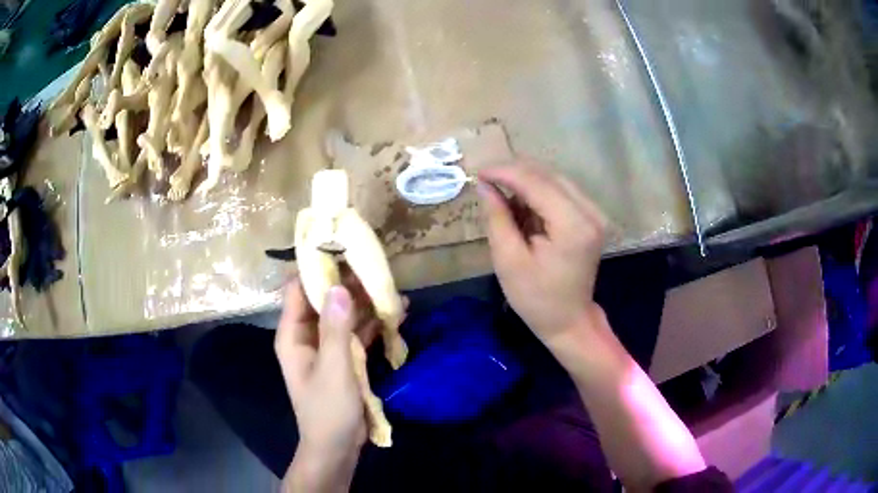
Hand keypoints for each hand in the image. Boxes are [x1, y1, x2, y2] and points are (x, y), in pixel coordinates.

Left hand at [275, 278, 379, 490]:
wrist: (336, 447)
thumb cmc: (327, 411)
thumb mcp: (333, 369)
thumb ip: (336, 329)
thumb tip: (338, 287)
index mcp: (293, 335)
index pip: (299, 290)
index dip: (316, 269)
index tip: (342, 250)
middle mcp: (307, 336)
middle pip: (324, 299)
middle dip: (348, 284)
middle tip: (376, 266)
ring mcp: (326, 347)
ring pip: (343, 315)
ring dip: (365, 303)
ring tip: (391, 287)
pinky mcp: (343, 359)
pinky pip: (356, 334)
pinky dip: (373, 324)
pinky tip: (396, 314)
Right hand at [478, 162, 606, 346]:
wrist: (569, 320)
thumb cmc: (536, 298)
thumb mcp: (508, 261)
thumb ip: (497, 218)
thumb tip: (485, 185)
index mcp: (572, 225)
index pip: (536, 183)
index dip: (505, 172)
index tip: (478, 172)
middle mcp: (590, 212)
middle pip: (548, 175)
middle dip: (514, 173)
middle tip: (485, 180)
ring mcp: (594, 213)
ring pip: (555, 180)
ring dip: (526, 182)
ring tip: (500, 196)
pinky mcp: (591, 217)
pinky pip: (561, 192)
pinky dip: (538, 193)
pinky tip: (521, 205)